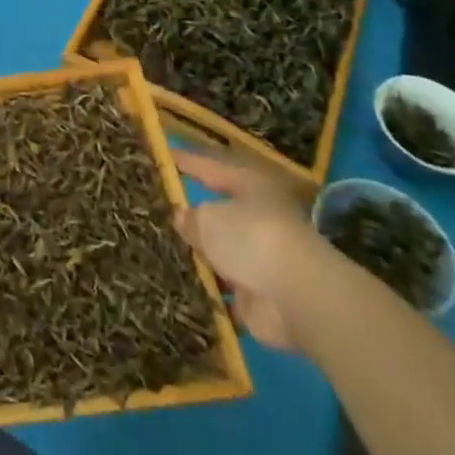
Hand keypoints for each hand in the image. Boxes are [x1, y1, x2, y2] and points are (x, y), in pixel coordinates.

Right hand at [173, 150, 326, 351]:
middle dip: (192, 217)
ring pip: (221, 253)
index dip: (187, 162)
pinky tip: (178, 286)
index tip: (164, 156)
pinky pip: (224, 290)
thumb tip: (183, 218)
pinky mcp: (259, 298)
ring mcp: (261, 261)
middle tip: (156, 210)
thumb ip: (189, 217)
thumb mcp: (207, 219)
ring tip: (159, 250)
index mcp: (250, 188)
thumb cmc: (251, 238)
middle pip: (218, 215)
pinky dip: (207, 290)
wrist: (298, 298)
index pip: (211, 168)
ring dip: (199, 256)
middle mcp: (258, 220)